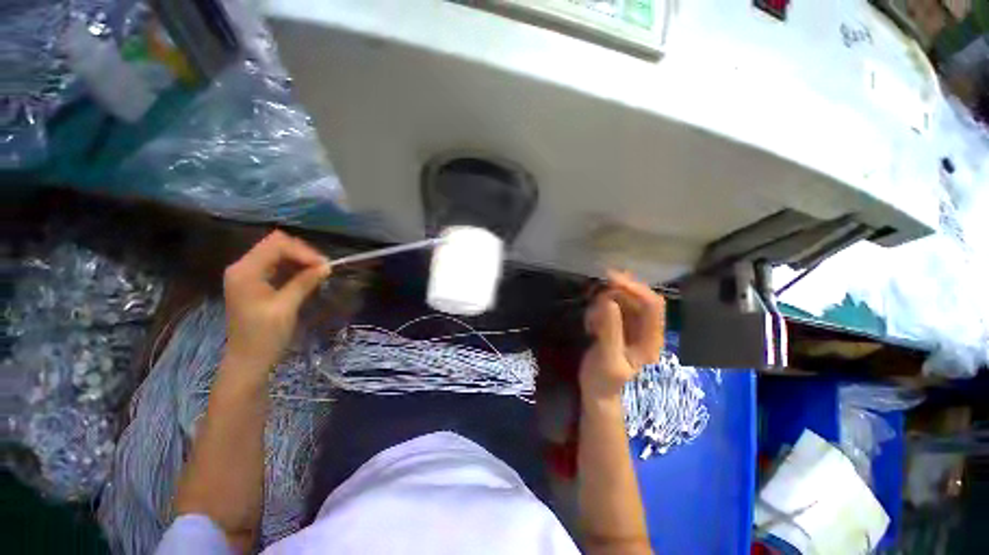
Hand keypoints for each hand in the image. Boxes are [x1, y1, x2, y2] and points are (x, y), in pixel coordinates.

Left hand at [222, 231, 330, 375]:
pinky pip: (276, 266)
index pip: (276, 245)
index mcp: (245, 271)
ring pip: (278, 254)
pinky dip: (294, 269)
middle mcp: (243, 268)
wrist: (248, 361)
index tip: (324, 266)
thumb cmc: (264, 336)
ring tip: (319, 272)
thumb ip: (304, 282)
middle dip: (302, 254)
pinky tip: (308, 277)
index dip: (303, 251)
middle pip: (276, 246)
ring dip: (300, 260)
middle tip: (324, 268)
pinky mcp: (254, 284)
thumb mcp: (286, 308)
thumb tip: (326, 266)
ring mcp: (248, 275)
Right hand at [579, 271, 664, 402]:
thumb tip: (610, 301)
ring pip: (622, 299)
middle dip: (615, 294)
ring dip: (603, 303)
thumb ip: (610, 330)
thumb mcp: (607, 357)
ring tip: (590, 322)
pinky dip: (598, 308)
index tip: (610, 279)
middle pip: (637, 297)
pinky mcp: (618, 324)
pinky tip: (590, 324)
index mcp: (651, 340)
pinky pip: (610, 305)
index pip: (652, 305)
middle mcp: (645, 329)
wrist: (596, 390)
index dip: (635, 288)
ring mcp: (632, 325)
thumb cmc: (604, 379)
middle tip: (593, 298)